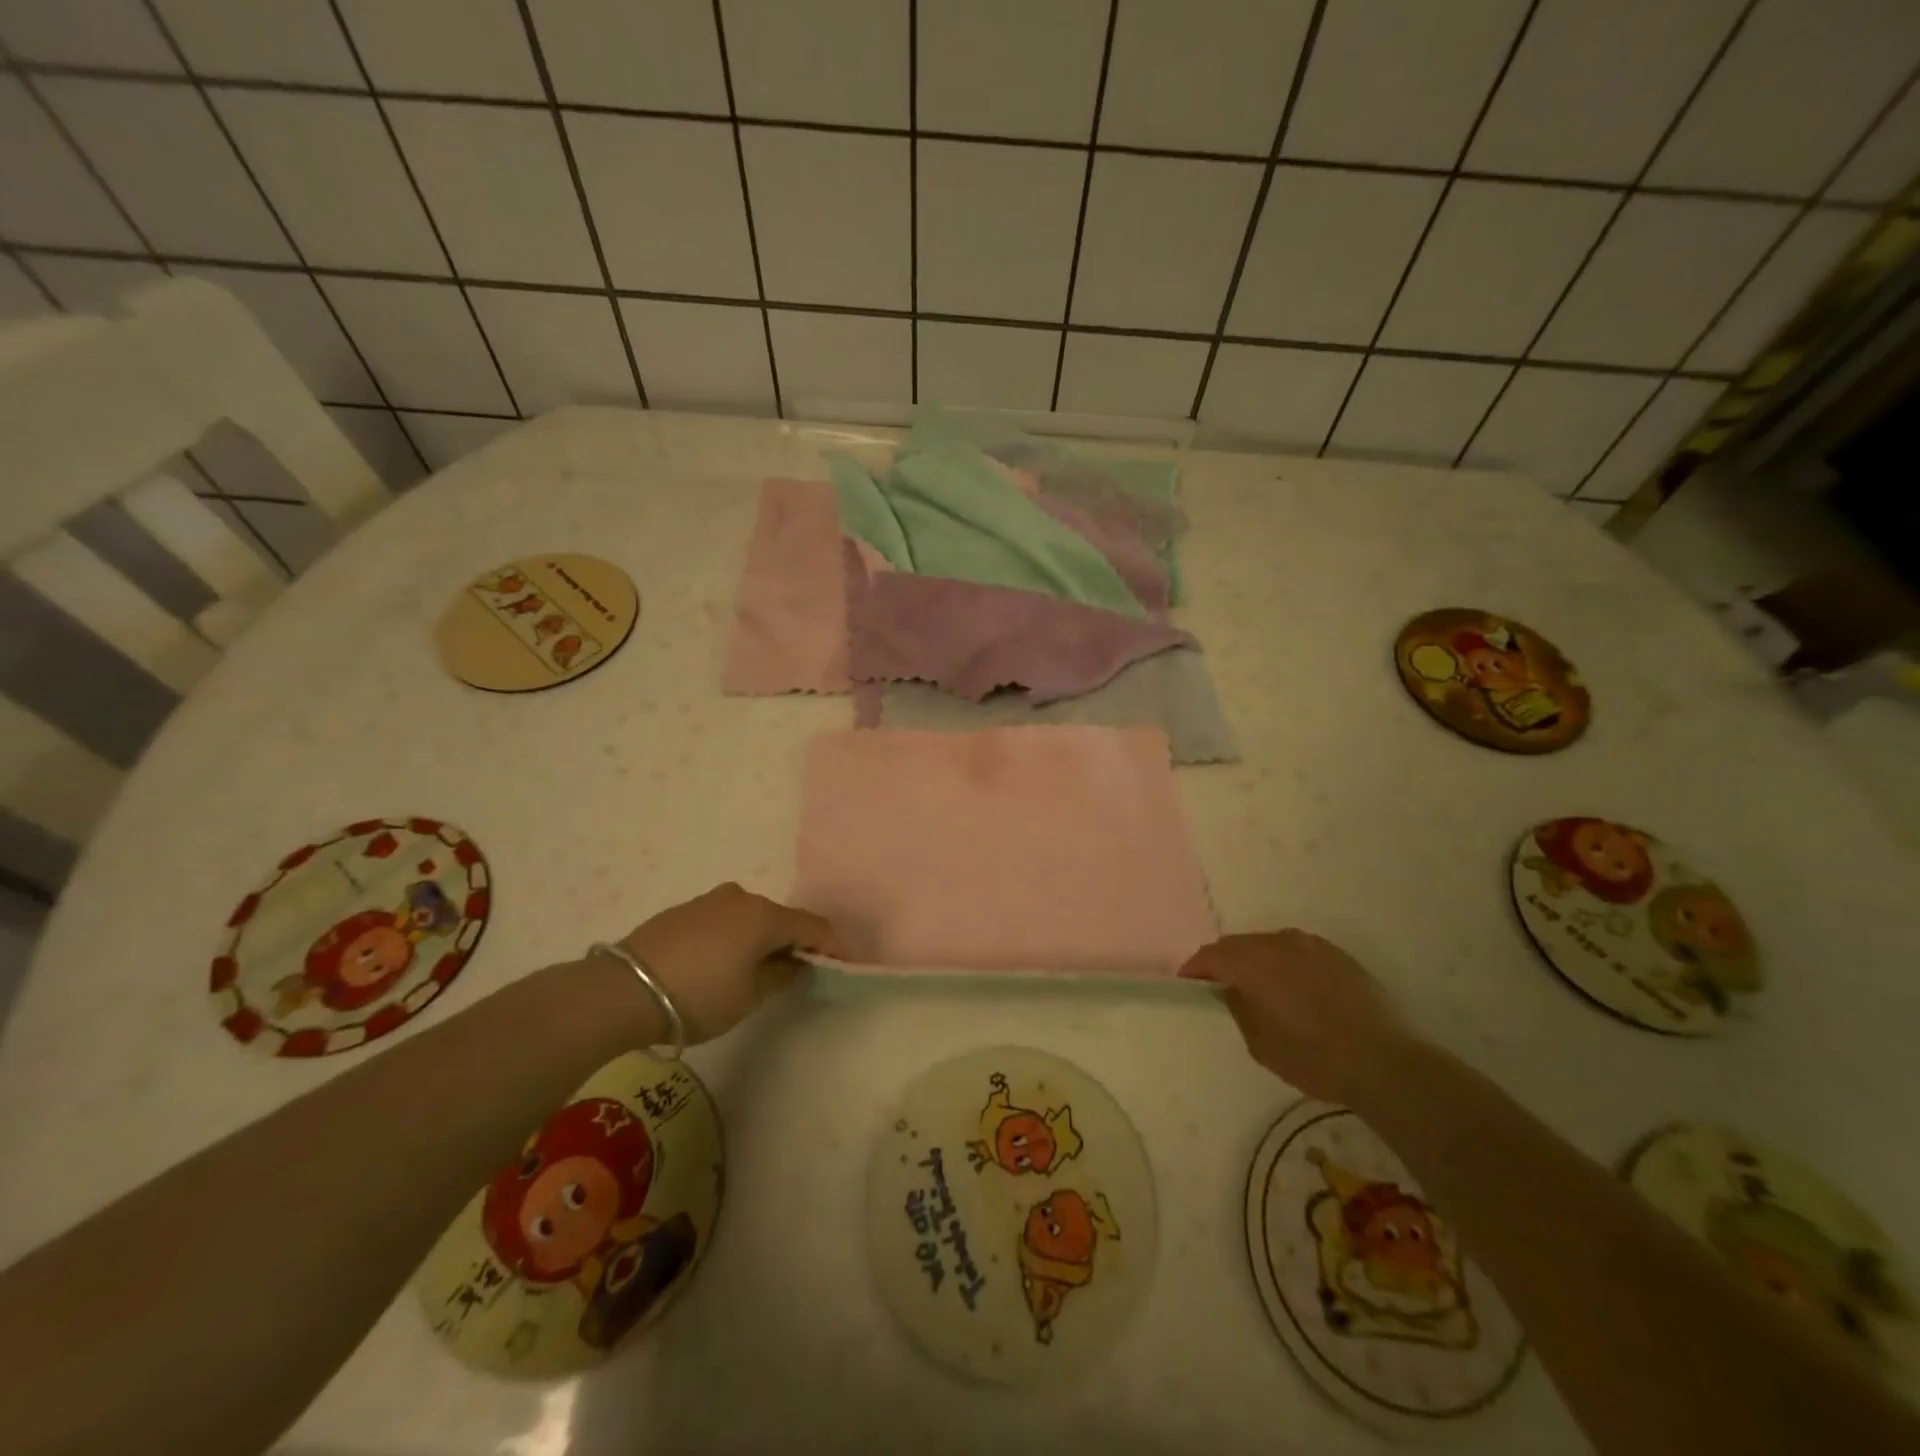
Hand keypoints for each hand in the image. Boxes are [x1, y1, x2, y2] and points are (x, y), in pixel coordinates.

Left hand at [619, 883, 839, 1043]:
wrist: (621, 990)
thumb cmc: (699, 996)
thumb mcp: (750, 996)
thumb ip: (782, 976)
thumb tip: (796, 962)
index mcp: (765, 916)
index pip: (813, 927)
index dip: (831, 946)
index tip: (840, 965)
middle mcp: (742, 898)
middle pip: (780, 920)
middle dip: (792, 943)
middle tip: (793, 974)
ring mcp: (709, 900)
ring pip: (749, 918)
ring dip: (759, 940)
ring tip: (751, 972)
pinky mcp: (683, 910)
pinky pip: (722, 921)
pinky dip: (732, 938)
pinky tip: (718, 965)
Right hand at [1179, 930, 1411, 1108]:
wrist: (1385, 1062)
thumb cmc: (1313, 1057)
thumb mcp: (1259, 1043)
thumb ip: (1239, 1007)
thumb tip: (1233, 989)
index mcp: (1253, 962)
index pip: (1211, 955)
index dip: (1195, 969)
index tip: (1188, 983)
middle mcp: (1279, 943)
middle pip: (1239, 944)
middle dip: (1225, 961)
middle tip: (1221, 985)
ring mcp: (1312, 945)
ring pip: (1270, 945)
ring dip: (1257, 960)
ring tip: (1260, 987)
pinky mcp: (1338, 955)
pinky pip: (1299, 952)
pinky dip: (1287, 964)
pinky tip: (1296, 989)